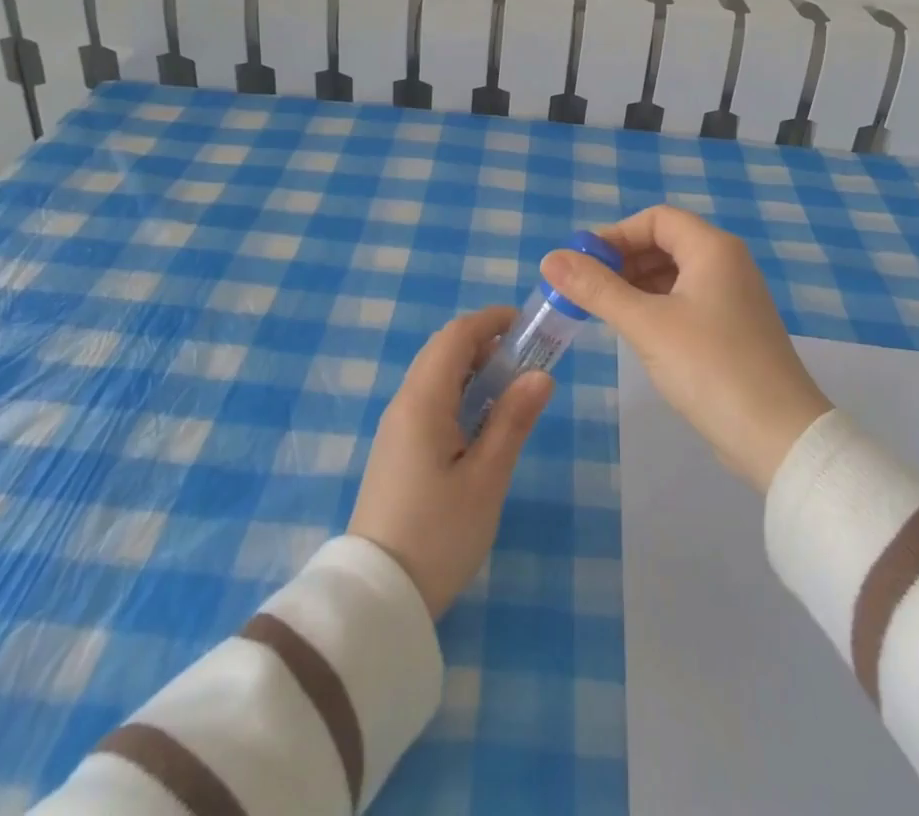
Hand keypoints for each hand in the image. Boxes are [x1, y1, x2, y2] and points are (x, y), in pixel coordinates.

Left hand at [348, 308, 553, 617]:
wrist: (377, 597)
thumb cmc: (438, 534)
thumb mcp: (486, 479)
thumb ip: (513, 420)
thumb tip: (541, 374)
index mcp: (423, 401)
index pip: (456, 336)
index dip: (491, 321)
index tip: (528, 326)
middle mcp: (404, 403)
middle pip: (443, 350)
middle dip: (485, 343)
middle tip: (526, 360)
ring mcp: (396, 427)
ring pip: (435, 376)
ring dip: (473, 369)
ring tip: (511, 390)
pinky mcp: (396, 450)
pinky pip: (429, 401)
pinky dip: (459, 393)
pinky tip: (483, 422)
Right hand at [543, 205, 830, 492]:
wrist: (779, 438)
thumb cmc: (710, 367)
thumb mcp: (646, 324)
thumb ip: (597, 289)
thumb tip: (550, 258)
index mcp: (712, 249)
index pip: (656, 219)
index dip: (616, 235)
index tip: (582, 263)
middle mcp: (727, 264)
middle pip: (665, 243)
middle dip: (623, 261)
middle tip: (586, 290)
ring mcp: (733, 298)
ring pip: (674, 275)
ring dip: (636, 286)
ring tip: (603, 311)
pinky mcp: (733, 329)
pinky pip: (686, 302)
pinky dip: (656, 307)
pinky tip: (636, 331)